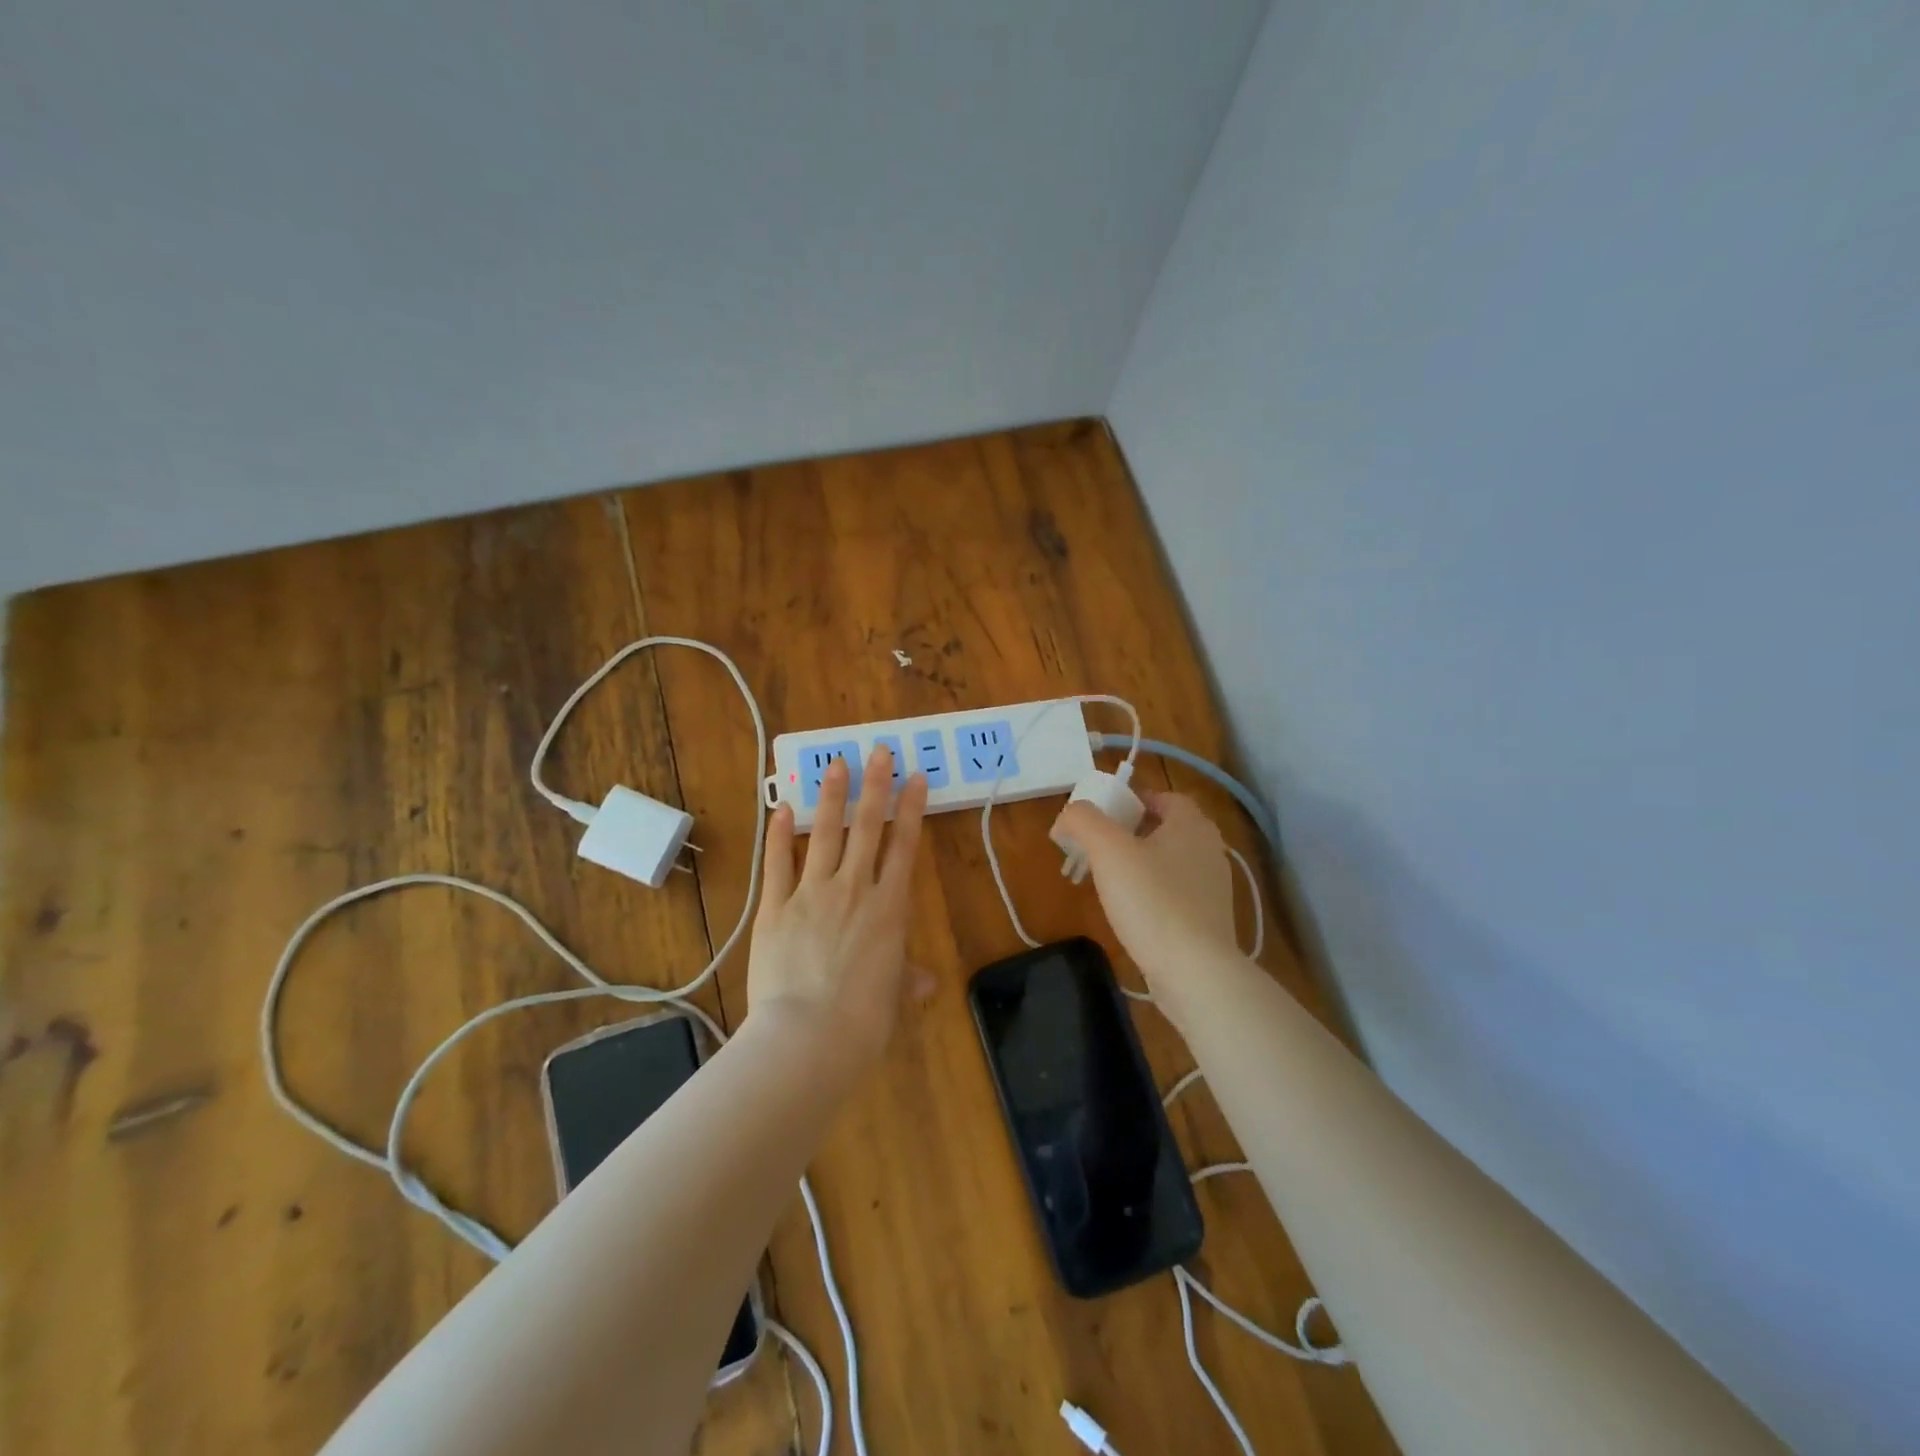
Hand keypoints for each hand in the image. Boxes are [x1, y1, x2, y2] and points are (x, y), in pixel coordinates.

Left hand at [746, 746, 929, 1063]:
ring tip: (836, 763)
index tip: (916, 778)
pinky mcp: (776, 907)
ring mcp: (812, 894)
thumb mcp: (893, 997)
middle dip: (876, 786)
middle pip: (868, 827)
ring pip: (826, 834)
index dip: (912, 809)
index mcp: (890, 908)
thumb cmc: (863, 1021)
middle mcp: (854, 889)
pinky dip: (779, 835)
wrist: (809, 1037)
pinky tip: (781, 808)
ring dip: (832, 797)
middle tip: (879, 751)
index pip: (905, 846)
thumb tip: (924, 983)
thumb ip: (907, 980)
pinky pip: (779, 863)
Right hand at [1052, 791, 1238, 985]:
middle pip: (1165, 829)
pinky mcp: (1209, 920)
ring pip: (1169, 862)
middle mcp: (1209, 850)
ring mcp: (1213, 888)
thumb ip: (1083, 820)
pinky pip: (1175, 894)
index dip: (1131, 801)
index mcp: (1192, 825)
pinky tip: (1131, 913)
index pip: (1163, 797)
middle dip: (1130, 834)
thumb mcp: (1108, 850)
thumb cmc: (1152, 901)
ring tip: (1108, 882)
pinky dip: (1152, 894)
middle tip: (1098, 848)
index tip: (1101, 817)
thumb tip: (1067, 816)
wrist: (1194, 972)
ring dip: (1140, 865)